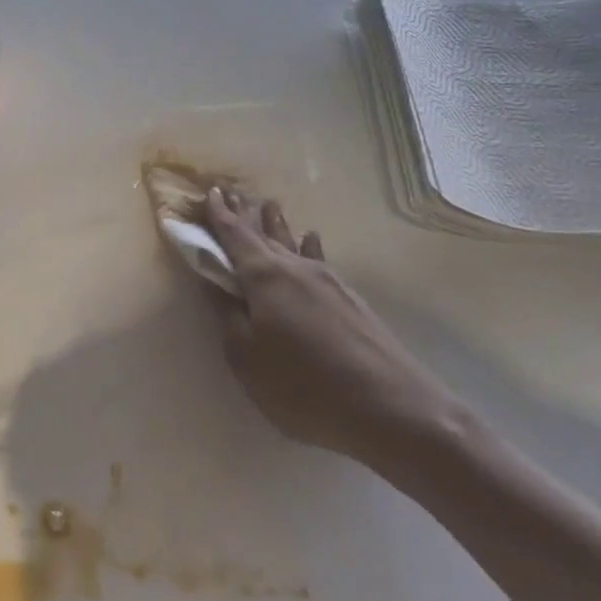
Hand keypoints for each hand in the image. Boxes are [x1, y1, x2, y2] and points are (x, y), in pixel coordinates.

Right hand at [202, 187, 465, 468]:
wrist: (392, 409)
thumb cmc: (303, 385)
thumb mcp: (247, 358)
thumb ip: (228, 317)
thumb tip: (216, 283)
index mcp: (264, 277)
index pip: (235, 236)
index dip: (218, 216)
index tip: (208, 192)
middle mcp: (296, 269)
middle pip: (264, 234)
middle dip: (245, 214)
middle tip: (232, 192)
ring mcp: (328, 282)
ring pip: (293, 244)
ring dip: (277, 225)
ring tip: (269, 205)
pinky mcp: (350, 300)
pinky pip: (319, 260)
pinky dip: (308, 247)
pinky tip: (313, 239)